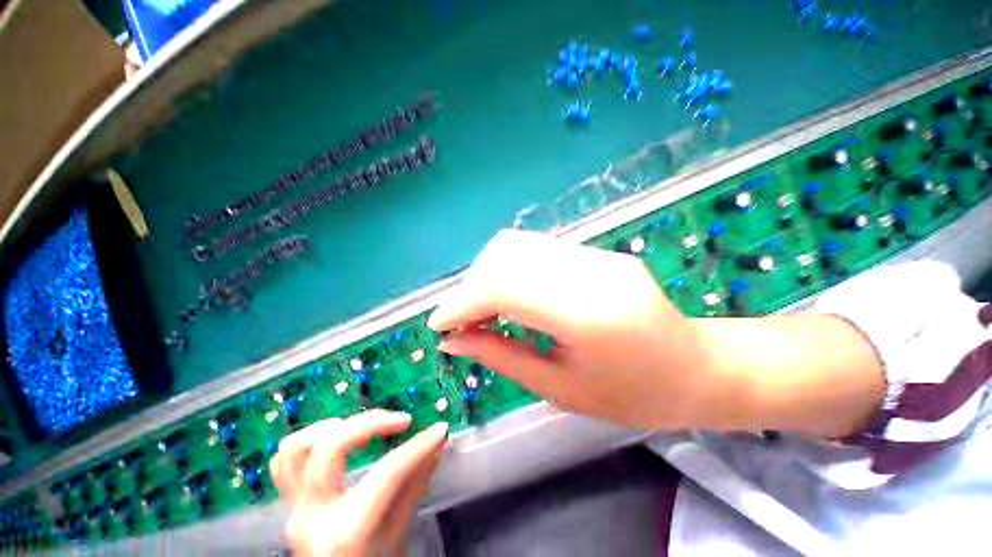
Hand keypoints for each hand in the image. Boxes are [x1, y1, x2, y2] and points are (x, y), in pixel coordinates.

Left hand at [270, 411, 447, 556]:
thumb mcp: (399, 534)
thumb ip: (416, 484)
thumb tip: (438, 443)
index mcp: (344, 533)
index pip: (387, 473)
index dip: (418, 446)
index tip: (439, 429)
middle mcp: (311, 517)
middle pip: (332, 447)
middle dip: (373, 422)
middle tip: (402, 421)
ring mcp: (293, 509)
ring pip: (295, 449)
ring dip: (333, 428)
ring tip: (363, 426)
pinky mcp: (289, 504)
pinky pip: (284, 463)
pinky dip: (310, 442)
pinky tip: (337, 439)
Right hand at [427, 230, 739, 430]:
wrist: (694, 368)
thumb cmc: (632, 394)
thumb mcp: (560, 389)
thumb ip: (501, 357)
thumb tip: (453, 341)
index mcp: (586, 315)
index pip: (504, 287)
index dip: (462, 303)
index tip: (438, 325)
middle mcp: (591, 272)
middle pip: (506, 257)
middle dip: (472, 288)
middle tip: (466, 323)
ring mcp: (596, 255)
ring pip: (518, 246)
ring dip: (489, 276)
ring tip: (486, 311)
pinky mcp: (597, 252)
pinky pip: (537, 252)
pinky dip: (511, 271)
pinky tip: (513, 298)